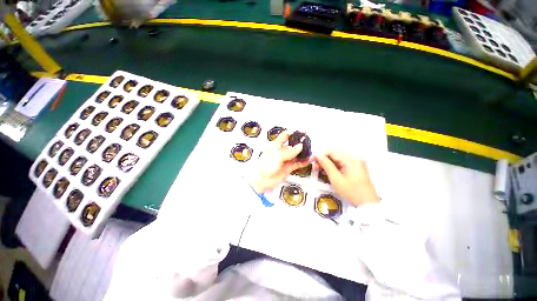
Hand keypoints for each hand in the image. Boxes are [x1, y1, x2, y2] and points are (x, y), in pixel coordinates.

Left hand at [249, 131, 310, 193]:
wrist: (262, 180)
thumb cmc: (265, 165)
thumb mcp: (277, 156)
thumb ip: (289, 152)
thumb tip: (300, 146)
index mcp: (276, 145)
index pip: (284, 136)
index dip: (292, 134)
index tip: (300, 133)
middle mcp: (281, 152)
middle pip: (292, 145)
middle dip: (299, 144)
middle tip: (308, 143)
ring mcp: (285, 160)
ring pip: (296, 155)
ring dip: (302, 153)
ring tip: (310, 151)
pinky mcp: (288, 168)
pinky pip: (297, 164)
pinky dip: (303, 162)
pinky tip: (308, 160)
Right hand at [315, 150, 379, 206]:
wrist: (367, 204)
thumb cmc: (351, 191)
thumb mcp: (336, 178)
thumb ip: (326, 165)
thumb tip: (317, 155)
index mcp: (350, 159)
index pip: (332, 152)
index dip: (320, 154)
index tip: (311, 160)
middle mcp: (354, 158)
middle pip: (335, 154)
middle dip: (323, 159)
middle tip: (314, 166)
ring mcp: (356, 163)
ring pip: (338, 159)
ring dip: (328, 163)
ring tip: (319, 169)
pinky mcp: (356, 168)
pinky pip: (342, 163)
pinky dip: (334, 166)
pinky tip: (328, 171)